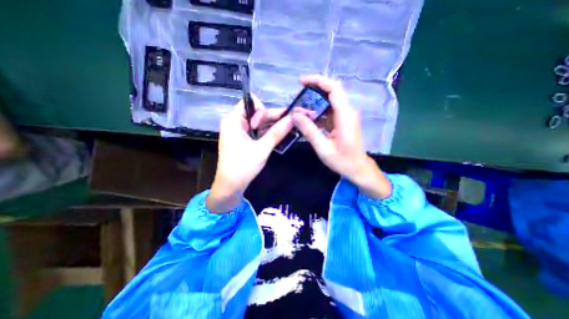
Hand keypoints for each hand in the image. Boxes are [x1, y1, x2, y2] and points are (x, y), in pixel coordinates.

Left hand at [206, 98, 293, 211]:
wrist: (230, 186)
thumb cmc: (243, 167)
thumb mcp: (262, 149)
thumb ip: (277, 133)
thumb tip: (292, 119)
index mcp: (233, 120)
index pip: (250, 103)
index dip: (262, 110)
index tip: (268, 124)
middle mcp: (235, 123)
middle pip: (256, 113)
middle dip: (272, 117)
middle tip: (290, 121)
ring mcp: (239, 132)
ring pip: (258, 123)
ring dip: (272, 125)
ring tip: (288, 127)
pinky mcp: (243, 140)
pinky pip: (257, 131)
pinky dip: (267, 132)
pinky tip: (279, 134)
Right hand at [293, 75, 390, 198]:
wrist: (358, 168)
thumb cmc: (343, 161)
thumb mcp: (323, 148)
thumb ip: (309, 131)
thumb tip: (295, 115)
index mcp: (345, 116)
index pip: (334, 89)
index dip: (318, 81)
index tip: (302, 82)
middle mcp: (347, 112)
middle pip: (331, 92)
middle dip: (313, 91)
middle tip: (297, 98)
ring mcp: (346, 116)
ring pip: (329, 102)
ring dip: (314, 104)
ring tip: (299, 111)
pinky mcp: (342, 121)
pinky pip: (329, 112)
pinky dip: (318, 113)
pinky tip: (307, 119)